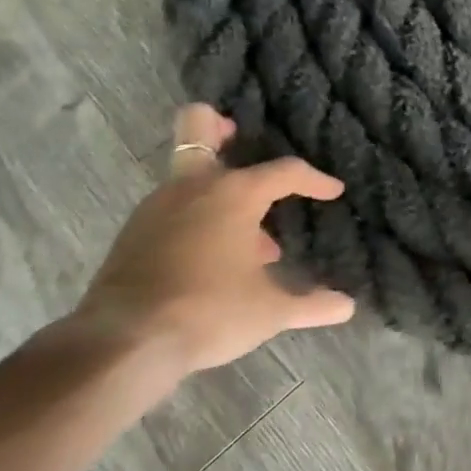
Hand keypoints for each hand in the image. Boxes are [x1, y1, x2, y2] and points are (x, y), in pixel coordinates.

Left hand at [70, 105, 355, 377]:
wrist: (122, 345)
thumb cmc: (208, 312)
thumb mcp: (269, 312)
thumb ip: (310, 304)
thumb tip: (348, 307)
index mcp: (235, 193)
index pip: (286, 172)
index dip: (315, 180)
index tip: (333, 192)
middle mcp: (193, 187)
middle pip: (197, 125)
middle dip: (218, 125)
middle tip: (238, 137)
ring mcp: (156, 207)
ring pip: (188, 177)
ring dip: (217, 193)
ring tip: (244, 235)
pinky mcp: (131, 235)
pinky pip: (170, 210)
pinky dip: (194, 220)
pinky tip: (211, 259)